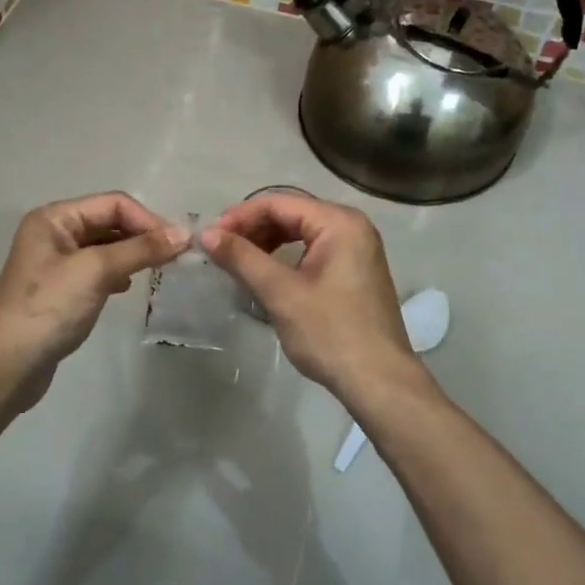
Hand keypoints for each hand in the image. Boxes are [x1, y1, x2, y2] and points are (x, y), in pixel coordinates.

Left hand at [0, 193, 187, 405]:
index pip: (113, 204)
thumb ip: (140, 249)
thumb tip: (184, 234)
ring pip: (106, 247)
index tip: (178, 245)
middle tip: (174, 258)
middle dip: (142, 236)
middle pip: (109, 222)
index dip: (147, 220)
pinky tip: (127, 288)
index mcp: (54, 218)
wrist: (8, 365)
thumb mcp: (96, 271)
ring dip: (132, 254)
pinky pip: (98, 270)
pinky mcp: (61, 289)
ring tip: (157, 271)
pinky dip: (118, 273)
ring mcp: (56, 262)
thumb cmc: (49, 308)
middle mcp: (54, 233)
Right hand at [201, 194, 418, 400]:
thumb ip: (242, 258)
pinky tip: (266, 274)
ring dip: (267, 243)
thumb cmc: (329, 333)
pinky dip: (286, 257)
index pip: (279, 203)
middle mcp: (352, 226)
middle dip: (253, 228)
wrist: (378, 380)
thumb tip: (206, 234)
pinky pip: (314, 250)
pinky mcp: (355, 271)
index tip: (211, 237)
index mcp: (339, 222)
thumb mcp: (280, 293)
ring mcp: (358, 249)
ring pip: (302, 232)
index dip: (240, 216)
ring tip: (238, 262)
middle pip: (292, 213)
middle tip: (221, 249)